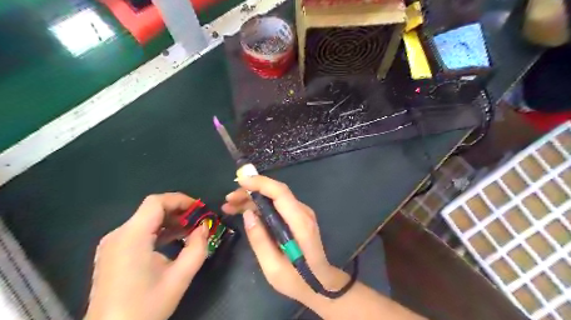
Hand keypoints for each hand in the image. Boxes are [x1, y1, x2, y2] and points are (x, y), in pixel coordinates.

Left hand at [84, 193, 208, 319]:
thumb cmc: (145, 307)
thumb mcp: (180, 278)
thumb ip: (197, 248)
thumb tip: (204, 228)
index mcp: (132, 237)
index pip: (156, 202)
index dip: (180, 200)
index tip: (199, 210)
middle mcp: (118, 235)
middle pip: (151, 209)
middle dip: (178, 211)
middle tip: (198, 221)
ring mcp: (112, 244)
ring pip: (145, 220)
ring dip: (169, 221)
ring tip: (190, 230)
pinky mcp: (112, 252)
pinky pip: (138, 232)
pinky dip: (158, 231)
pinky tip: (172, 241)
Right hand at [222, 176, 348, 303]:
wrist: (321, 283)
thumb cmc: (297, 280)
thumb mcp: (273, 267)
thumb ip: (259, 240)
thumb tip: (247, 214)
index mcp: (300, 223)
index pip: (280, 193)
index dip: (261, 183)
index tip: (240, 181)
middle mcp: (303, 213)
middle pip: (276, 192)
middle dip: (251, 192)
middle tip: (228, 200)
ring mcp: (302, 214)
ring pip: (274, 197)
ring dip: (252, 199)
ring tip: (230, 206)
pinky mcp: (297, 217)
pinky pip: (277, 205)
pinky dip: (260, 206)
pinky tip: (244, 211)